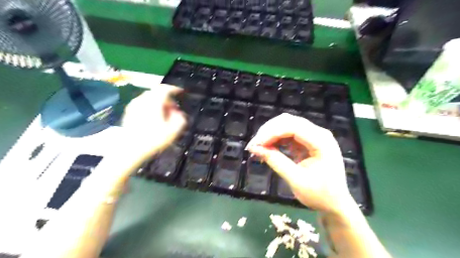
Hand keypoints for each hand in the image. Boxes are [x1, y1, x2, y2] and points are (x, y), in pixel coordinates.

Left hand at [121, 83, 187, 161]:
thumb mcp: (173, 131)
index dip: (174, 89)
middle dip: (167, 98)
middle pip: (156, 92)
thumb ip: (180, 119)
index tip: (181, 92)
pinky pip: (142, 104)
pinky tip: (152, 118)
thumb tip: (179, 113)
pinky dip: (150, 106)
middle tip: (173, 108)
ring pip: (149, 98)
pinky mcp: (128, 112)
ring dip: (158, 102)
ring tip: (163, 114)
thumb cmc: (153, 139)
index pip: (165, 89)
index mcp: (154, 102)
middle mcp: (142, 100)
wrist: (129, 149)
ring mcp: (133, 106)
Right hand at [248, 114, 354, 214]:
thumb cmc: (320, 195)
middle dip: (269, 131)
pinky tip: (267, 148)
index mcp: (321, 141)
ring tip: (259, 147)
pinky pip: (288, 134)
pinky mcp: (307, 142)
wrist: (335, 204)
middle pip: (288, 122)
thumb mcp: (296, 180)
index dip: (271, 133)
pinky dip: (276, 140)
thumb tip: (255, 148)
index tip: (255, 145)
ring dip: (271, 134)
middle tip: (254, 145)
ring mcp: (313, 136)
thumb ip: (276, 161)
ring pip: (286, 125)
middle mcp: (318, 133)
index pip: (293, 127)